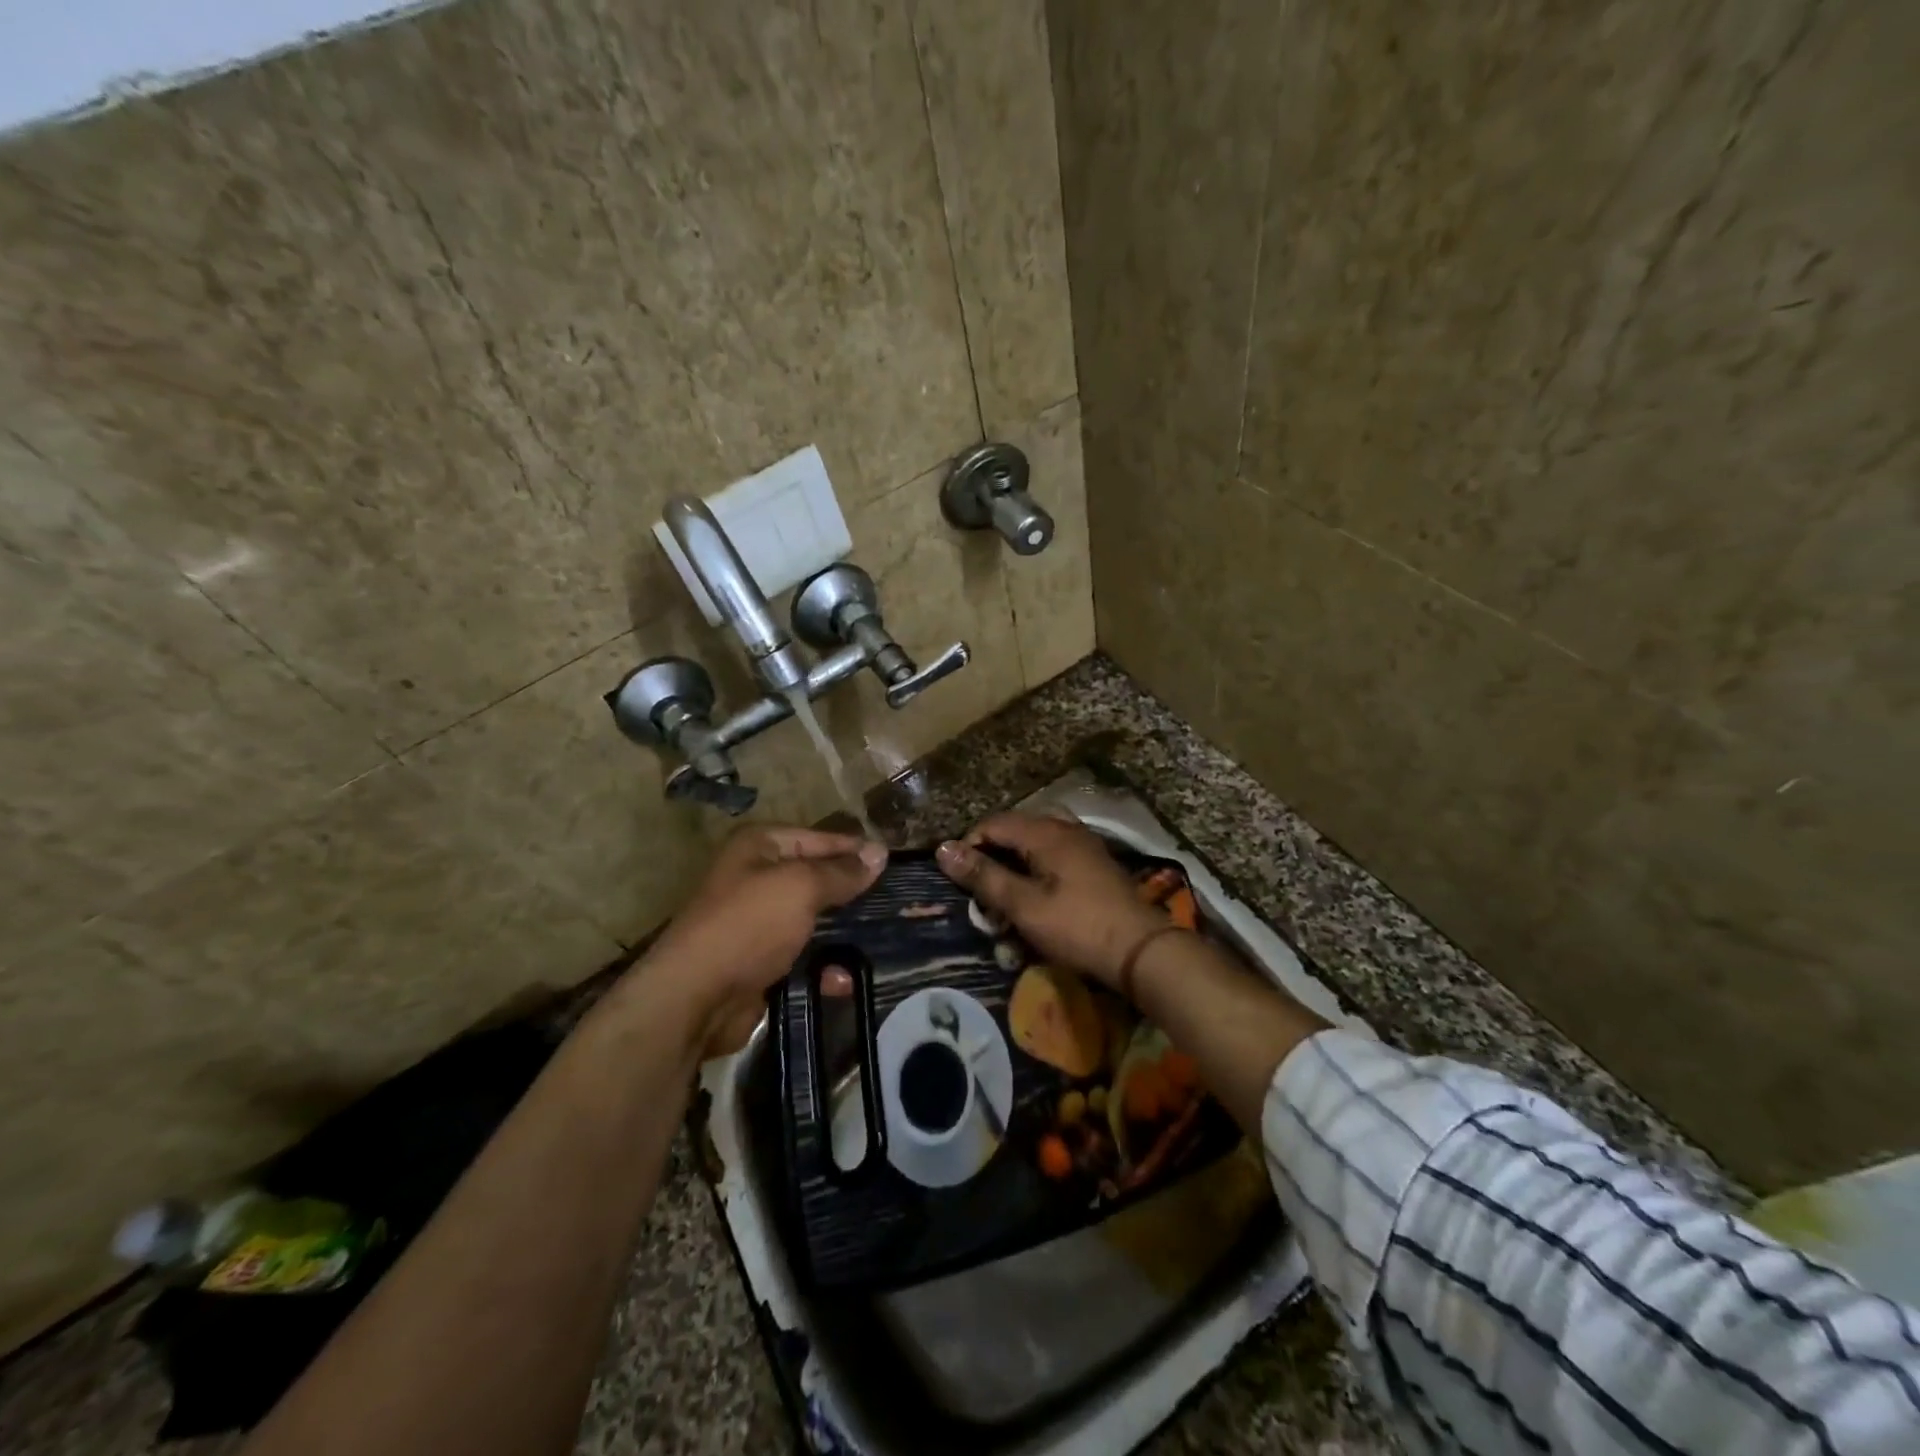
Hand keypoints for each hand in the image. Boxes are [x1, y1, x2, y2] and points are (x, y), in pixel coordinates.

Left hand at [643, 826, 886, 1056]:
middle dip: (852, 893)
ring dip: (843, 934)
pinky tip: (844, 980)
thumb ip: (842, 871)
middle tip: (897, 903)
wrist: (696, 998)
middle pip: (817, 879)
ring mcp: (758, 923)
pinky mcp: (762, 962)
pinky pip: (803, 957)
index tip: (895, 862)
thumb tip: (880, 852)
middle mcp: (757, 878)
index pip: (819, 838)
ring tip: (883, 942)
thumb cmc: (749, 925)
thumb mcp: (801, 887)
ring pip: (814, 920)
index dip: (855, 849)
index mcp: (760, 847)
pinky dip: (824, 968)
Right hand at [936, 813, 1167, 993]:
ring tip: (1006, 897)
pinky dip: (1037, 871)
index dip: (969, 845)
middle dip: (992, 856)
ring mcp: (1084, 845)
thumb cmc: (1078, 927)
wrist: (1142, 950)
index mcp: (1045, 832)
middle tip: (981, 891)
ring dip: (1015, 865)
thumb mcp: (1023, 906)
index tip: (959, 880)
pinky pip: (1054, 856)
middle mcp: (1065, 828)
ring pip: (1035, 843)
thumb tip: (943, 849)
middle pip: (1015, 830)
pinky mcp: (1095, 864)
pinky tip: (1037, 898)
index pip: (993, 823)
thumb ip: (984, 876)